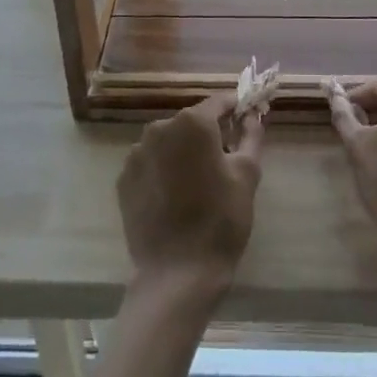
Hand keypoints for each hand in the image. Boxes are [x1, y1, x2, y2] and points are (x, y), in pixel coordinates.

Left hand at [117, 95, 262, 300]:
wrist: (178, 273)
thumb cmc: (221, 219)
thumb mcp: (247, 174)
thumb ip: (251, 136)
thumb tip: (252, 116)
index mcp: (193, 123)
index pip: (218, 103)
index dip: (234, 108)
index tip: (246, 117)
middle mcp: (160, 128)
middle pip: (190, 122)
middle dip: (208, 133)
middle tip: (225, 158)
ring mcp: (137, 153)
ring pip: (168, 142)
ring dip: (182, 152)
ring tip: (197, 181)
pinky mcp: (124, 179)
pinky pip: (150, 163)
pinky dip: (163, 170)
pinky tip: (174, 196)